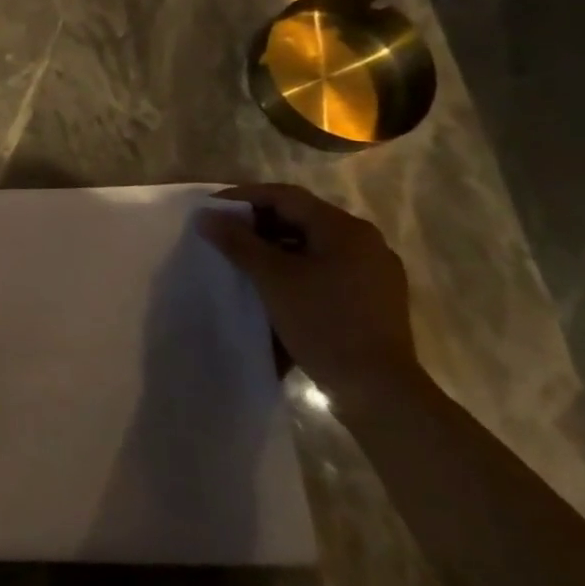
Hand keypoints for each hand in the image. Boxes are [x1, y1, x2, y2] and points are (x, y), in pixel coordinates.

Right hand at [196, 183, 416, 413]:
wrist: (378, 388)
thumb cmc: (323, 322)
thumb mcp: (272, 278)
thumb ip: (238, 242)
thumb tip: (206, 216)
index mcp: (345, 229)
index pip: (286, 197)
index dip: (244, 197)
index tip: (211, 209)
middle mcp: (365, 241)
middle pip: (302, 217)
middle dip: (259, 222)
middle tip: (223, 233)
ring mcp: (374, 270)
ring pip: (313, 242)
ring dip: (275, 244)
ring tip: (243, 258)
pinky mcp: (374, 295)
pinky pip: (327, 265)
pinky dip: (296, 264)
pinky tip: (274, 282)